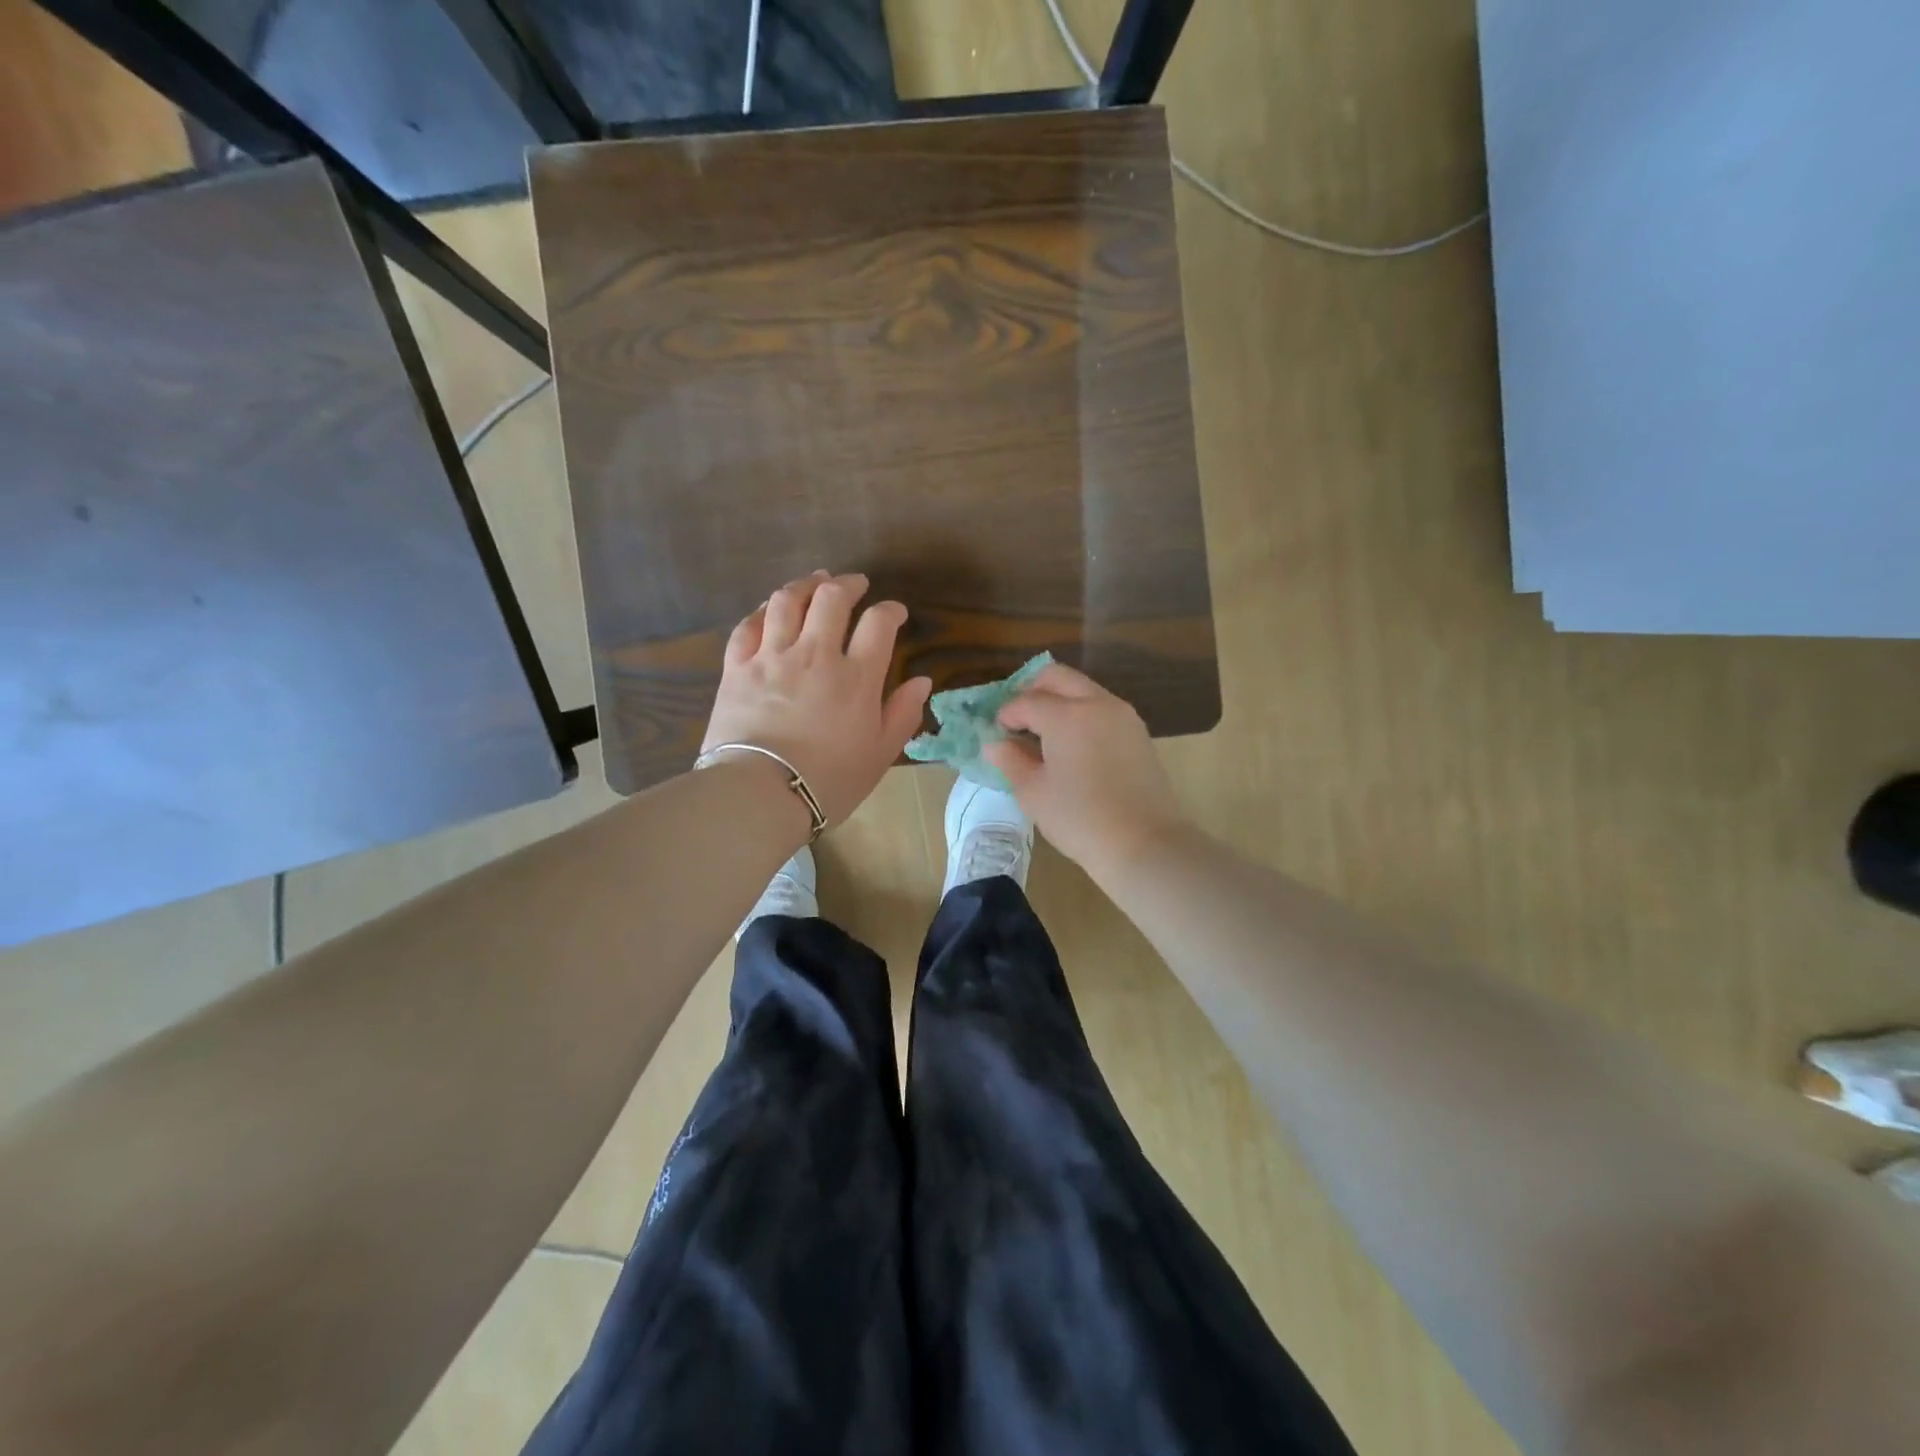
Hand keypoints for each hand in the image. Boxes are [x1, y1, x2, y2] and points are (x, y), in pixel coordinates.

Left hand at [702, 571, 931, 825]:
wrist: (760, 794)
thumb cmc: (829, 780)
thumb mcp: (879, 754)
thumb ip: (902, 714)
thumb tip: (922, 681)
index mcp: (856, 676)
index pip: (879, 623)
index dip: (890, 610)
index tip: (895, 612)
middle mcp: (815, 654)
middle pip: (832, 598)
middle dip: (848, 584)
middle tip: (855, 584)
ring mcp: (772, 656)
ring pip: (787, 601)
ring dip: (805, 585)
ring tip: (815, 582)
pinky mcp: (737, 667)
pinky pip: (748, 625)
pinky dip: (762, 610)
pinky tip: (770, 608)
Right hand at [982, 663, 1189, 878]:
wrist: (1144, 843)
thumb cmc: (1079, 819)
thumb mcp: (1033, 793)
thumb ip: (1010, 761)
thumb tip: (994, 744)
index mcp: (1066, 715)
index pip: (1026, 701)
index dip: (1006, 714)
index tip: (997, 733)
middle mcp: (1097, 703)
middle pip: (1057, 677)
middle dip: (1032, 690)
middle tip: (1018, 719)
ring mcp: (1122, 715)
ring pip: (1083, 689)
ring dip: (1059, 700)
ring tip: (1044, 734)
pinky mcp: (1138, 732)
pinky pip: (1102, 708)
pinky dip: (1081, 713)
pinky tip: (1072, 745)